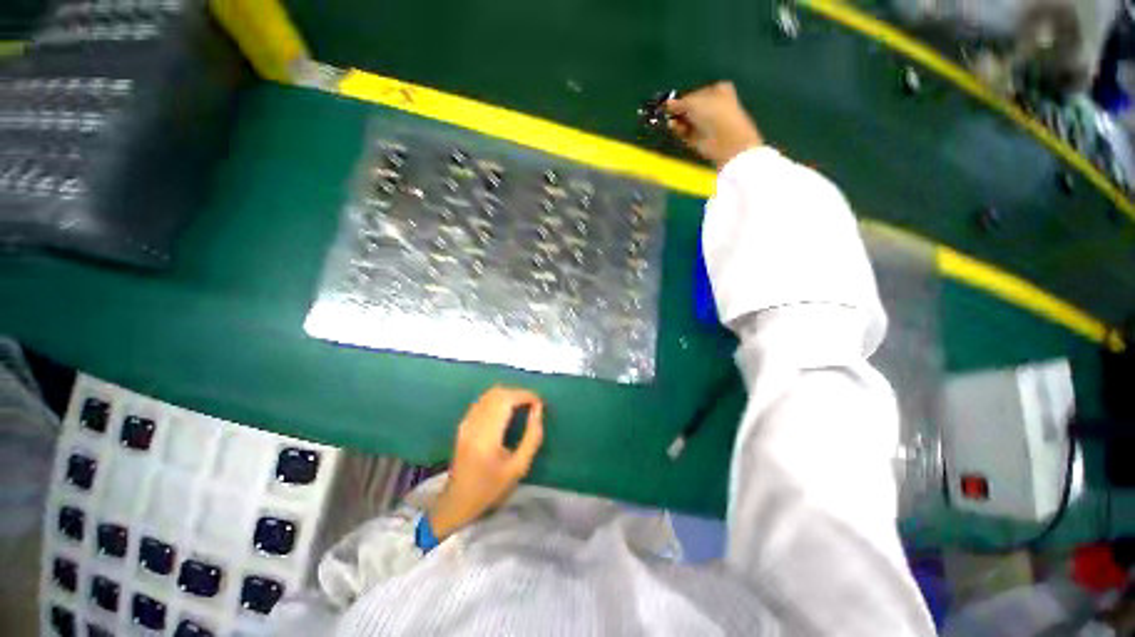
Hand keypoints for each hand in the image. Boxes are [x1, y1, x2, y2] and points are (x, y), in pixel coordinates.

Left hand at [428, 386, 544, 538]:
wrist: (457, 502)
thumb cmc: (491, 488)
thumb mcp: (519, 467)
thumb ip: (532, 436)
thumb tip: (538, 410)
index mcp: (487, 436)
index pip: (507, 400)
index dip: (525, 395)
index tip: (539, 403)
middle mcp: (475, 424)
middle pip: (498, 393)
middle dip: (518, 393)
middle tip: (533, 404)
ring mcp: (466, 422)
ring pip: (489, 394)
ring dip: (508, 394)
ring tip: (522, 405)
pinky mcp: (463, 424)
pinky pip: (482, 401)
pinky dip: (497, 399)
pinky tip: (506, 410)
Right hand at [666, 81, 762, 169]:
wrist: (725, 139)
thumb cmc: (713, 113)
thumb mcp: (693, 102)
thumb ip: (679, 103)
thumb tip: (668, 103)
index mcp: (716, 91)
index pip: (695, 94)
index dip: (683, 99)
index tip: (671, 103)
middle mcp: (712, 107)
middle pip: (689, 109)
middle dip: (678, 112)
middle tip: (669, 114)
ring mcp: (707, 124)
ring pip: (686, 122)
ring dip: (677, 122)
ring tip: (672, 123)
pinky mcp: (700, 139)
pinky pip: (687, 134)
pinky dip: (680, 132)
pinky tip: (675, 129)